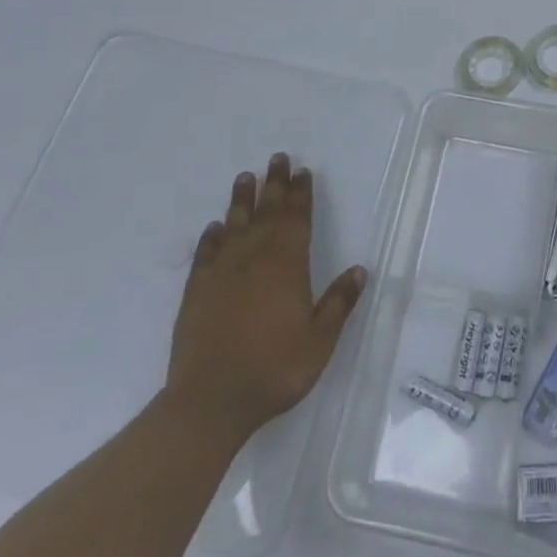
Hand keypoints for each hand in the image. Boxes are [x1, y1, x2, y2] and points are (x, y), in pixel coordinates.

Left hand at [163, 153, 367, 438]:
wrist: (211, 399)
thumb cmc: (274, 369)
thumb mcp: (320, 341)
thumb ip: (338, 303)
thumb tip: (360, 270)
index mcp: (287, 266)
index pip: (297, 219)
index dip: (301, 194)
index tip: (303, 171)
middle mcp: (254, 259)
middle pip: (267, 212)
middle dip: (274, 184)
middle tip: (277, 158)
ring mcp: (222, 273)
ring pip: (235, 225)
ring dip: (241, 200)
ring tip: (245, 177)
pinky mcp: (196, 291)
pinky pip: (205, 253)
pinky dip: (211, 237)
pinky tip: (213, 228)